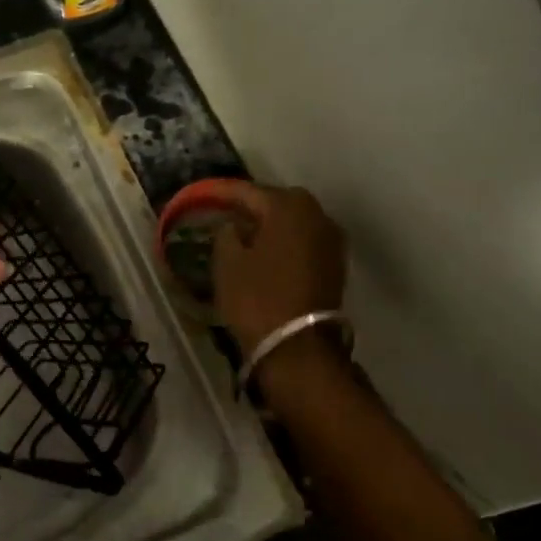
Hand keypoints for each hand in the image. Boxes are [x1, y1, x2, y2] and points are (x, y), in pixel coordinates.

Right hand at [212, 184, 346, 353]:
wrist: (298, 348)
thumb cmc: (257, 299)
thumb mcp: (227, 263)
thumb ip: (226, 233)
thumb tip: (235, 226)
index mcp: (288, 206)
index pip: (248, 191)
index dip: (223, 193)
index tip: (204, 195)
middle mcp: (317, 214)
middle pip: (277, 201)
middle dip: (252, 206)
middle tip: (226, 214)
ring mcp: (331, 239)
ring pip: (294, 221)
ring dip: (272, 225)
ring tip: (245, 235)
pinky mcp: (336, 264)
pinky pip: (304, 241)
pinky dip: (286, 242)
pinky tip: (267, 254)